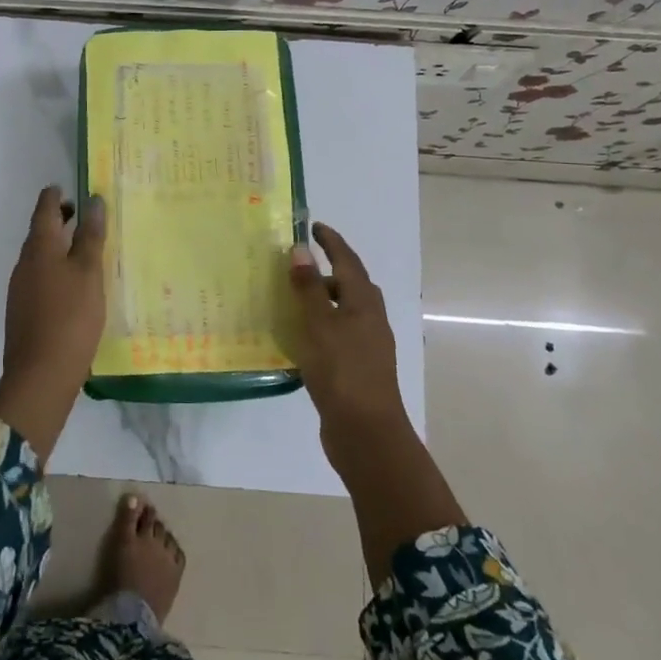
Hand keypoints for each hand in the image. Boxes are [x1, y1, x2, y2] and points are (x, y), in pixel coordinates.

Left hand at [0, 185, 105, 458]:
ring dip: (56, 246)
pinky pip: (39, 277)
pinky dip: (54, 269)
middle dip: (57, 219)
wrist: (40, 374)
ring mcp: (20, 289)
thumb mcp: (88, 273)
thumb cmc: (70, 317)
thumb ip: (91, 236)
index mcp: (40, 248)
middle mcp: (24, 263)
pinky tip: (71, 284)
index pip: (44, 210)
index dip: (54, 196)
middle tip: (79, 213)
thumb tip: (94, 201)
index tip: (66, 187)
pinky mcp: (23, 311)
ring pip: (38, 256)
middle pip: (39, 232)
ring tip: (81, 248)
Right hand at [289, 223, 406, 440]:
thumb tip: (302, 249)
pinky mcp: (357, 368)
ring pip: (343, 311)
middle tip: (296, 265)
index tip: (314, 226)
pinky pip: (337, 334)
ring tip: (290, 300)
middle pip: (350, 285)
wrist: (366, 433)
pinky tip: (299, 338)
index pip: (348, 261)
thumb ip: (309, 288)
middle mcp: (370, 319)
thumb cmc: (343, 371)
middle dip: (326, 271)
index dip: (332, 242)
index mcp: (364, 303)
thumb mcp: (320, 324)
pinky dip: (319, 326)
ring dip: (321, 300)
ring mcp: (366, 346)